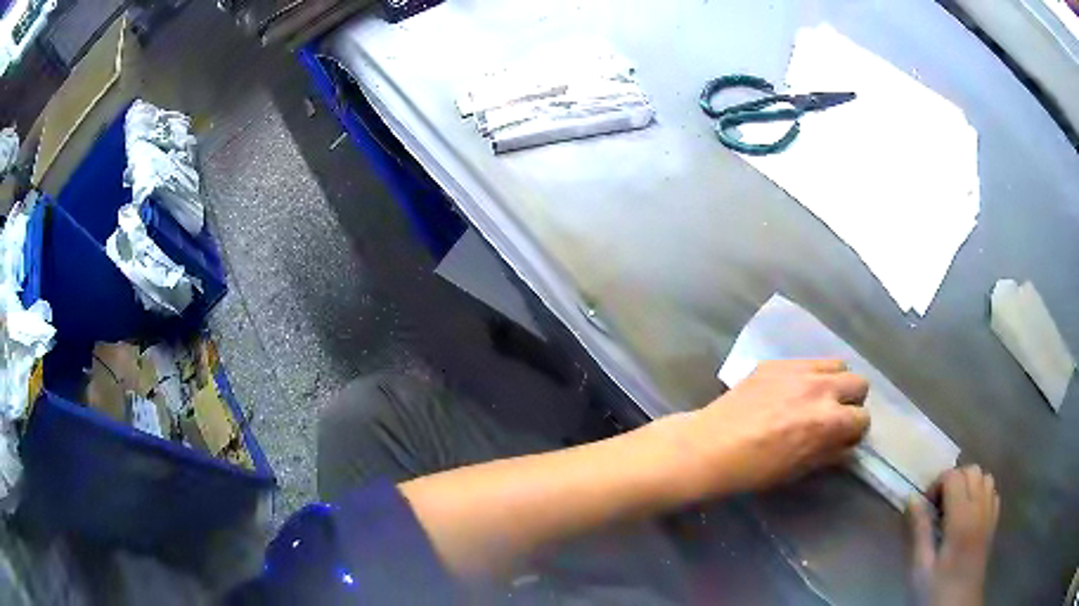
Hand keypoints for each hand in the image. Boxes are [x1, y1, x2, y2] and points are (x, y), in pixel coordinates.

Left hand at [676, 359, 869, 495]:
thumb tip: (847, 443)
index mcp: (829, 420)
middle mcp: (821, 388)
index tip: (844, 437)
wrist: (711, 447)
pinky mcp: (778, 362)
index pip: (863, 418)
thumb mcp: (800, 469)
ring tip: (816, 398)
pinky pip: (809, 361)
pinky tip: (791, 390)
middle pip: (859, 383)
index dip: (854, 431)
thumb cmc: (756, 469)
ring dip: (835, 382)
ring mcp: (799, 370)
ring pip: (838, 364)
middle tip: (834, 415)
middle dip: (852, 401)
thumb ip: (830, 452)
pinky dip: (810, 374)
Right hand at [908, 466, 998, 605]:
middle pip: (973, 471)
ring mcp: (990, 514)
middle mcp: (980, 508)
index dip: (937, 484)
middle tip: (938, 507)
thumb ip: (919, 530)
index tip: (925, 506)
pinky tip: (969, 514)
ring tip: (954, 508)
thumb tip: (913, 498)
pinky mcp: (994, 522)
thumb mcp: (920, 567)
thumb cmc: (936, 590)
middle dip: (954, 480)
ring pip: (985, 477)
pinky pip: (992, 492)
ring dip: (969, 485)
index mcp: (962, 519)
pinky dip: (981, 494)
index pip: (954, 477)